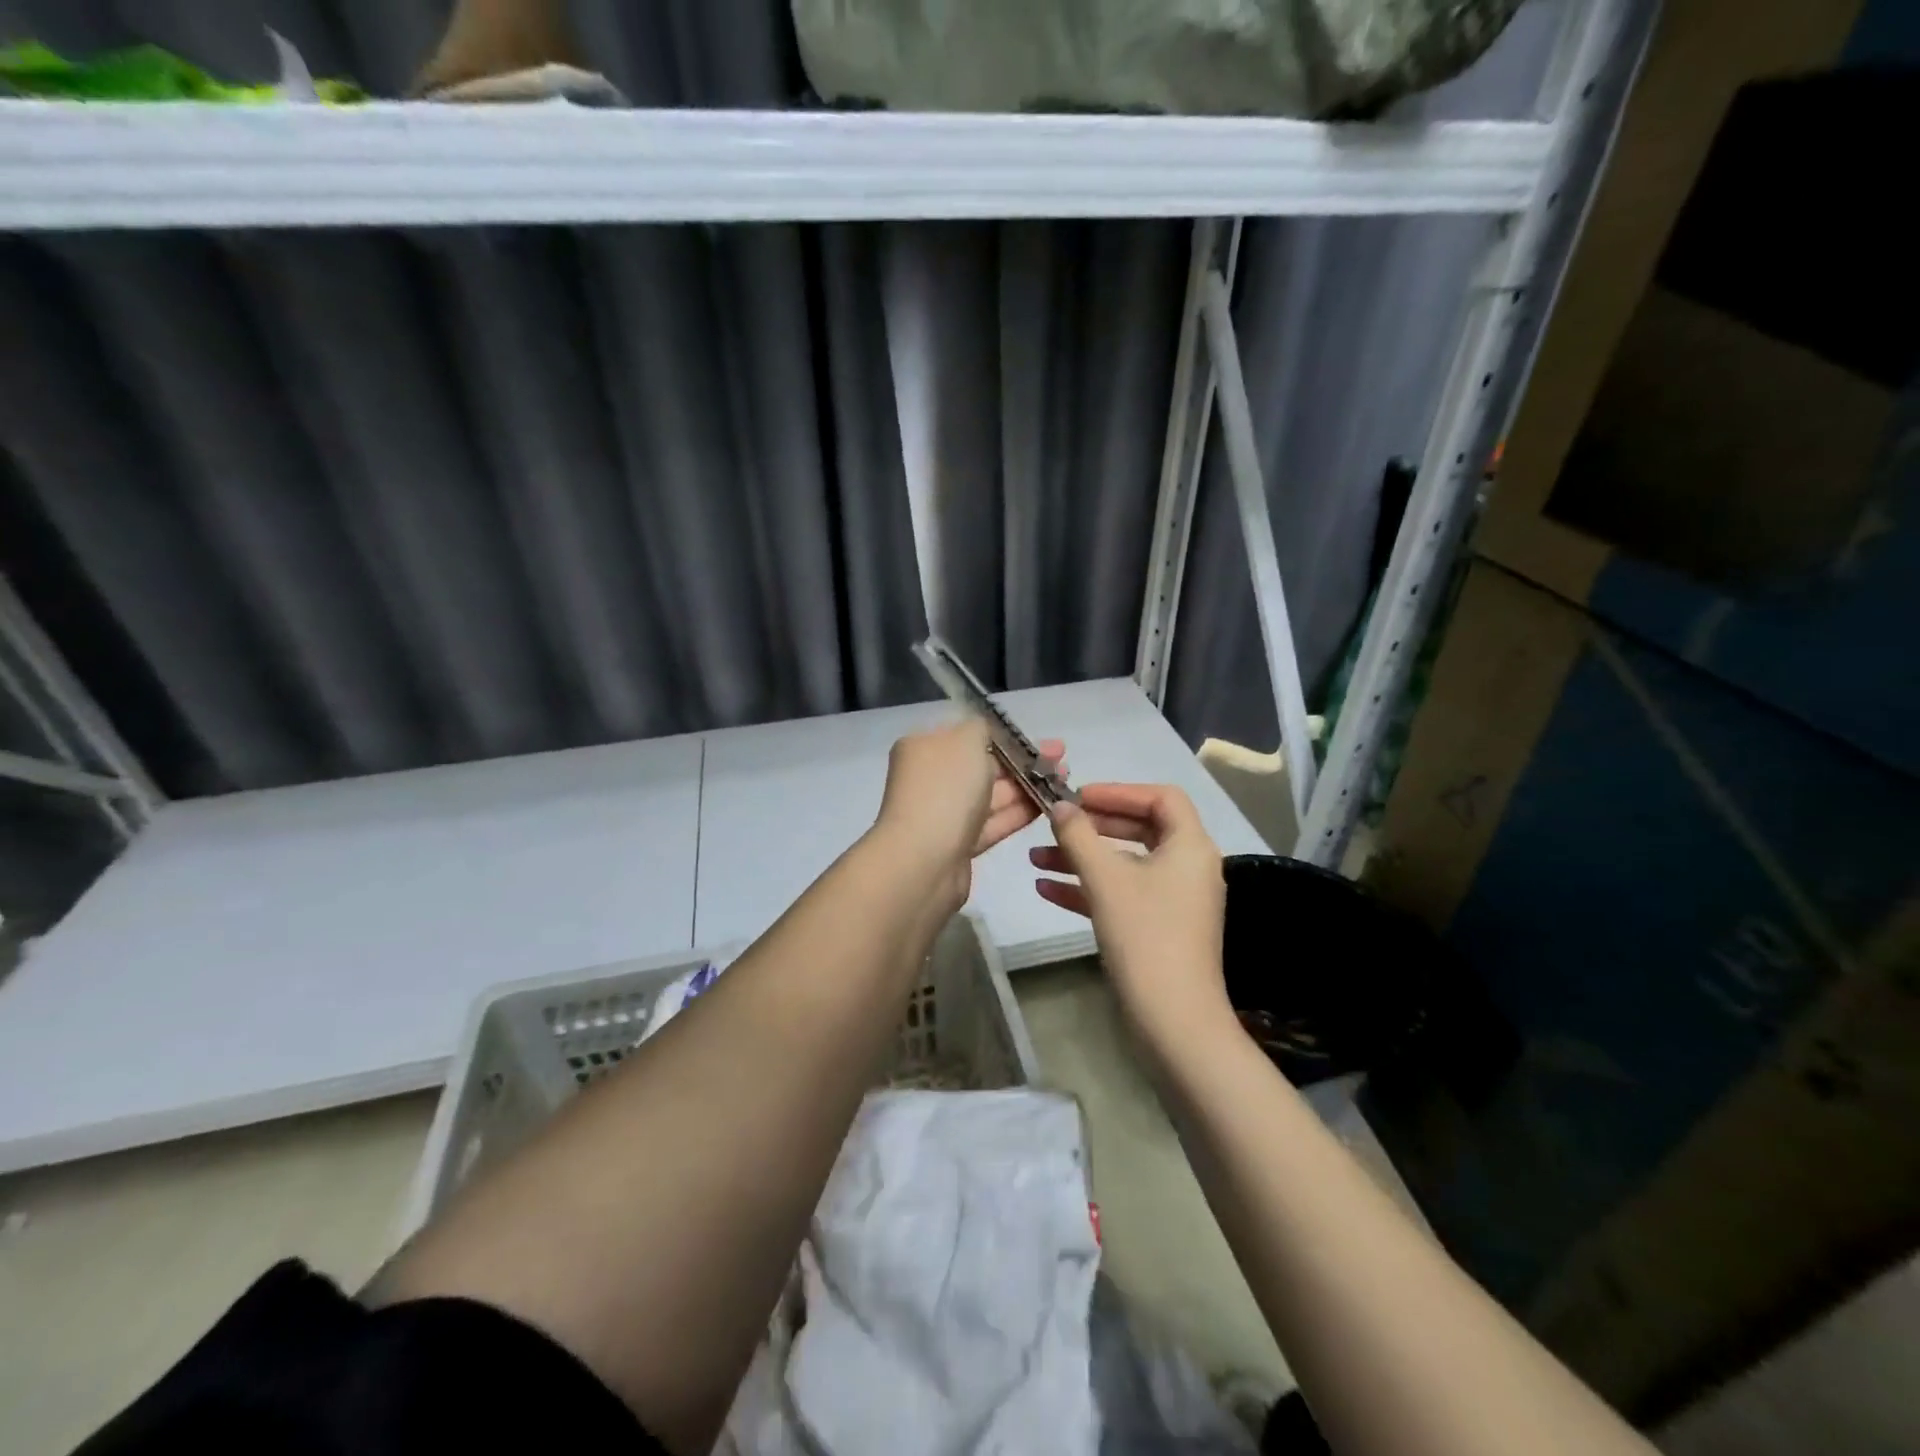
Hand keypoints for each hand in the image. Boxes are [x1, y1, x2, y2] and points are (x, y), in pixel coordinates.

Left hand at [870, 718, 1065, 910]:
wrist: (923, 860)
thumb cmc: (945, 789)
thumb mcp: (966, 740)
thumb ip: (982, 728)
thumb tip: (987, 732)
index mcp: (924, 747)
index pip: (967, 735)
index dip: (1004, 735)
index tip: (1037, 738)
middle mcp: (932, 778)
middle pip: (983, 765)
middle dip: (1023, 761)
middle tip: (1062, 758)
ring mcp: (945, 814)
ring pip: (992, 795)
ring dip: (1028, 786)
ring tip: (1065, 780)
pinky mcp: (959, 844)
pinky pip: (993, 823)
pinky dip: (1020, 813)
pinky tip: (1051, 805)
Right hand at [1030, 783, 1233, 1047]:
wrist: (1173, 1019)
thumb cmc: (1144, 935)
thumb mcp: (1105, 879)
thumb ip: (1078, 835)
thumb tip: (1059, 805)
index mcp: (1190, 846)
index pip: (1161, 797)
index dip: (1118, 791)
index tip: (1079, 797)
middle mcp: (1188, 867)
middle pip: (1140, 829)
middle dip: (1092, 827)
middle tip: (1056, 824)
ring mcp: (1175, 900)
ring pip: (1125, 865)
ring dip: (1082, 858)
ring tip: (1035, 858)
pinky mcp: (1160, 927)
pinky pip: (1123, 895)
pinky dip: (1089, 888)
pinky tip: (1046, 890)